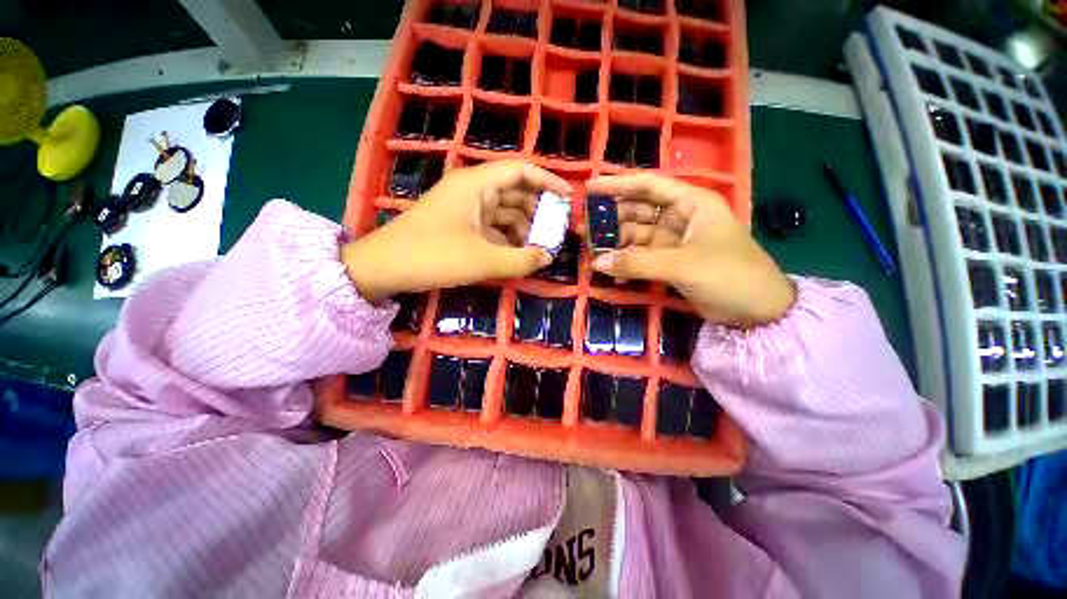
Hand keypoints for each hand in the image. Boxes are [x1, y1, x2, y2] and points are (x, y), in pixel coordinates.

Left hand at [343, 160, 571, 302]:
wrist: (384, 268)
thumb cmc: (433, 256)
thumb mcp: (483, 260)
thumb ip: (521, 259)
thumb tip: (548, 257)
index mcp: (476, 184)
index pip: (521, 170)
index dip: (548, 180)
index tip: (569, 198)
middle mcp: (472, 190)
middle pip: (515, 191)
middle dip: (538, 210)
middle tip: (557, 230)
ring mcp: (465, 208)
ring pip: (504, 211)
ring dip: (523, 227)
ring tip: (539, 247)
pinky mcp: (460, 225)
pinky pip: (492, 226)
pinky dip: (507, 238)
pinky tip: (517, 253)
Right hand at [586, 174, 794, 328]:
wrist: (758, 312)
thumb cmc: (729, 275)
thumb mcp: (681, 265)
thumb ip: (636, 263)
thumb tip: (596, 263)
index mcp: (691, 203)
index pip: (648, 186)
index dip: (617, 185)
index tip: (589, 188)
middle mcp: (681, 217)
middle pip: (638, 211)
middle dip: (611, 219)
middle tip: (583, 228)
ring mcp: (674, 241)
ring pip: (637, 236)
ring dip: (615, 243)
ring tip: (590, 250)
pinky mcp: (670, 262)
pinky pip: (641, 257)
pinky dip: (625, 261)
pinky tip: (608, 267)